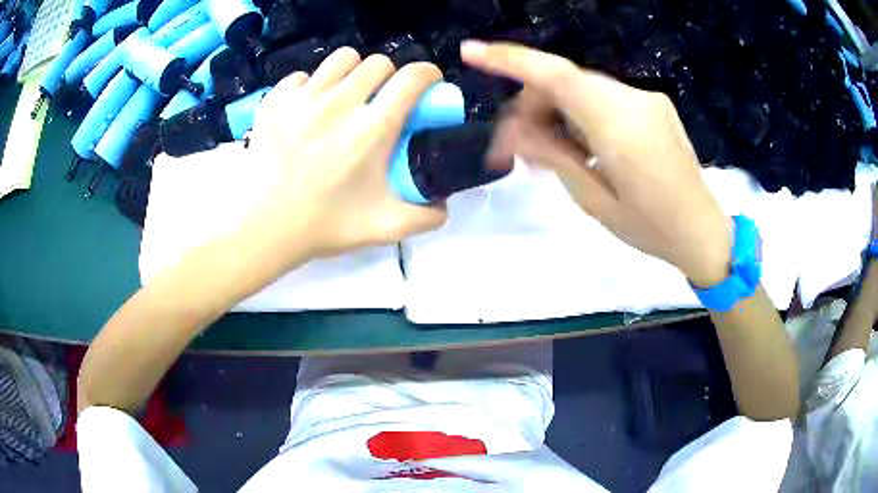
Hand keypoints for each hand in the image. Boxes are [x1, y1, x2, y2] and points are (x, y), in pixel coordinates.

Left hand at [246, 47, 446, 262]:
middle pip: (378, 62)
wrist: (262, 227)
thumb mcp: (384, 227)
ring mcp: (304, 97)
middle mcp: (340, 103)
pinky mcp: (276, 100)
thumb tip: (444, 204)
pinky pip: (304, 75)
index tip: (427, 85)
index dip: (428, 74)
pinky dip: (313, 85)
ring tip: (347, 96)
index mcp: (372, 129)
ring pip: (342, 59)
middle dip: (389, 77)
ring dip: (353, 72)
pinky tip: (310, 107)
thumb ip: (425, 217)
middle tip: (382, 100)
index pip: (412, 78)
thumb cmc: (323, 225)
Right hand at [462, 41, 732, 286]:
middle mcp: (634, 100)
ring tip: (553, 154)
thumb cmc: (651, 229)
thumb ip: (553, 157)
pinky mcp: (653, 104)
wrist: (704, 230)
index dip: (511, 59)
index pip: (557, 76)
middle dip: (533, 105)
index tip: (471, 52)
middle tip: (518, 148)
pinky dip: (581, 114)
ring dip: (557, 111)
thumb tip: (512, 129)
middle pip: (565, 81)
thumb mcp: (594, 202)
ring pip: (582, 88)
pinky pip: (603, 97)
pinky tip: (582, 146)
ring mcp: (647, 99)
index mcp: (620, 127)